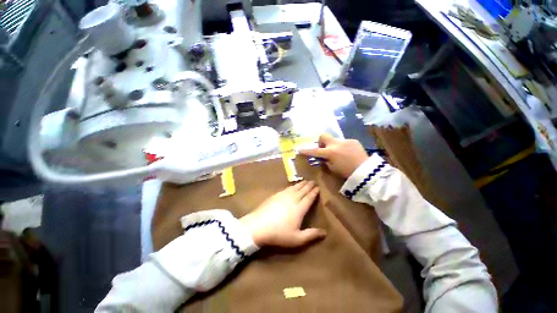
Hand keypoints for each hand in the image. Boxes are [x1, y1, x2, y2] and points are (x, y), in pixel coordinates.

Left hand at [240, 181, 325, 247]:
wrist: (258, 225)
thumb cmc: (279, 234)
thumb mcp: (297, 239)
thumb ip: (311, 235)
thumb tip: (325, 232)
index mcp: (299, 208)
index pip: (309, 197)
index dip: (314, 192)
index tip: (318, 187)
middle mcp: (293, 198)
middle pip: (303, 190)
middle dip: (309, 185)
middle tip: (313, 181)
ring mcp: (283, 195)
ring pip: (295, 187)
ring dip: (301, 183)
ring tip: (305, 181)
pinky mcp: (276, 195)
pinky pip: (287, 188)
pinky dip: (292, 185)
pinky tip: (292, 186)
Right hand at [300, 134, 368, 178]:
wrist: (366, 171)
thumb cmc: (347, 173)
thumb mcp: (333, 169)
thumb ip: (325, 161)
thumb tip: (322, 157)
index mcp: (330, 152)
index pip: (314, 151)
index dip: (306, 151)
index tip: (299, 149)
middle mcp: (336, 144)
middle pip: (323, 136)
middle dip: (321, 142)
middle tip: (323, 149)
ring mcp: (345, 141)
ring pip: (334, 140)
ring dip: (333, 145)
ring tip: (339, 154)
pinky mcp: (353, 141)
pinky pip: (343, 142)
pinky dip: (342, 147)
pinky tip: (347, 154)